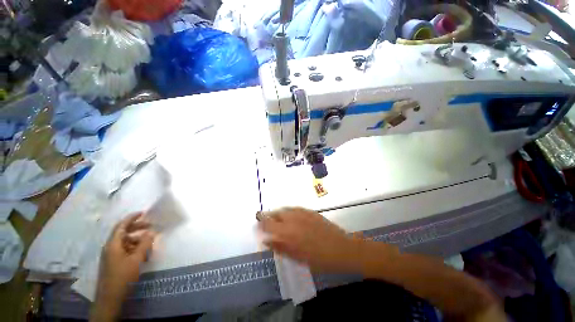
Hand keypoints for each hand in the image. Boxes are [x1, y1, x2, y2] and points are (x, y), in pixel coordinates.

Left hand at [96, 213, 155, 304]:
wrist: (110, 297)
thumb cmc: (123, 276)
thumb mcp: (137, 259)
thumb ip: (145, 244)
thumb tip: (151, 232)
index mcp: (113, 244)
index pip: (121, 225)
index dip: (132, 218)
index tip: (143, 213)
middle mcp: (110, 247)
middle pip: (123, 232)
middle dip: (137, 227)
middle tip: (150, 226)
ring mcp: (110, 255)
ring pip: (124, 241)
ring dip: (137, 239)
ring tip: (149, 241)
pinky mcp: (113, 261)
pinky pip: (124, 249)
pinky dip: (133, 247)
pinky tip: (142, 252)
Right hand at [259, 207, 362, 272]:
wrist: (341, 248)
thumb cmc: (319, 259)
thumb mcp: (298, 258)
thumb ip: (280, 248)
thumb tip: (266, 241)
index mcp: (289, 233)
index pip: (269, 224)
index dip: (261, 222)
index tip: (256, 222)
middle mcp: (294, 219)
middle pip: (276, 213)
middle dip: (268, 216)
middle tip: (264, 219)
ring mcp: (303, 214)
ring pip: (285, 209)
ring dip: (277, 212)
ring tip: (275, 216)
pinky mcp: (310, 211)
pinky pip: (295, 208)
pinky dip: (288, 210)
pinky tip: (289, 214)